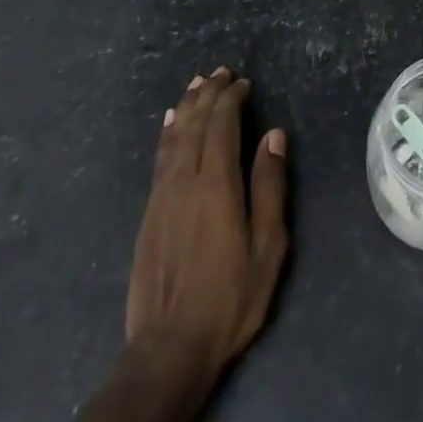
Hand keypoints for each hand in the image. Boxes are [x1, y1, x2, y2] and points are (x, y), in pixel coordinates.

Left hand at [126, 67, 288, 382]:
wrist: (168, 350)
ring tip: (196, 84)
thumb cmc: (230, 298)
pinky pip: (159, 158)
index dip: (232, 99)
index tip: (244, 82)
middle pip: (195, 124)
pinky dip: (167, 133)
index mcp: (216, 185)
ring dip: (186, 106)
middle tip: (222, 72)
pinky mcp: (148, 213)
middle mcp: (185, 181)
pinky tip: (169, 122)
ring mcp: (161, 196)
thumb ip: (270, 186)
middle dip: (209, 94)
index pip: (222, 125)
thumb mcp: (267, 246)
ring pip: (173, 137)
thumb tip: (274, 135)